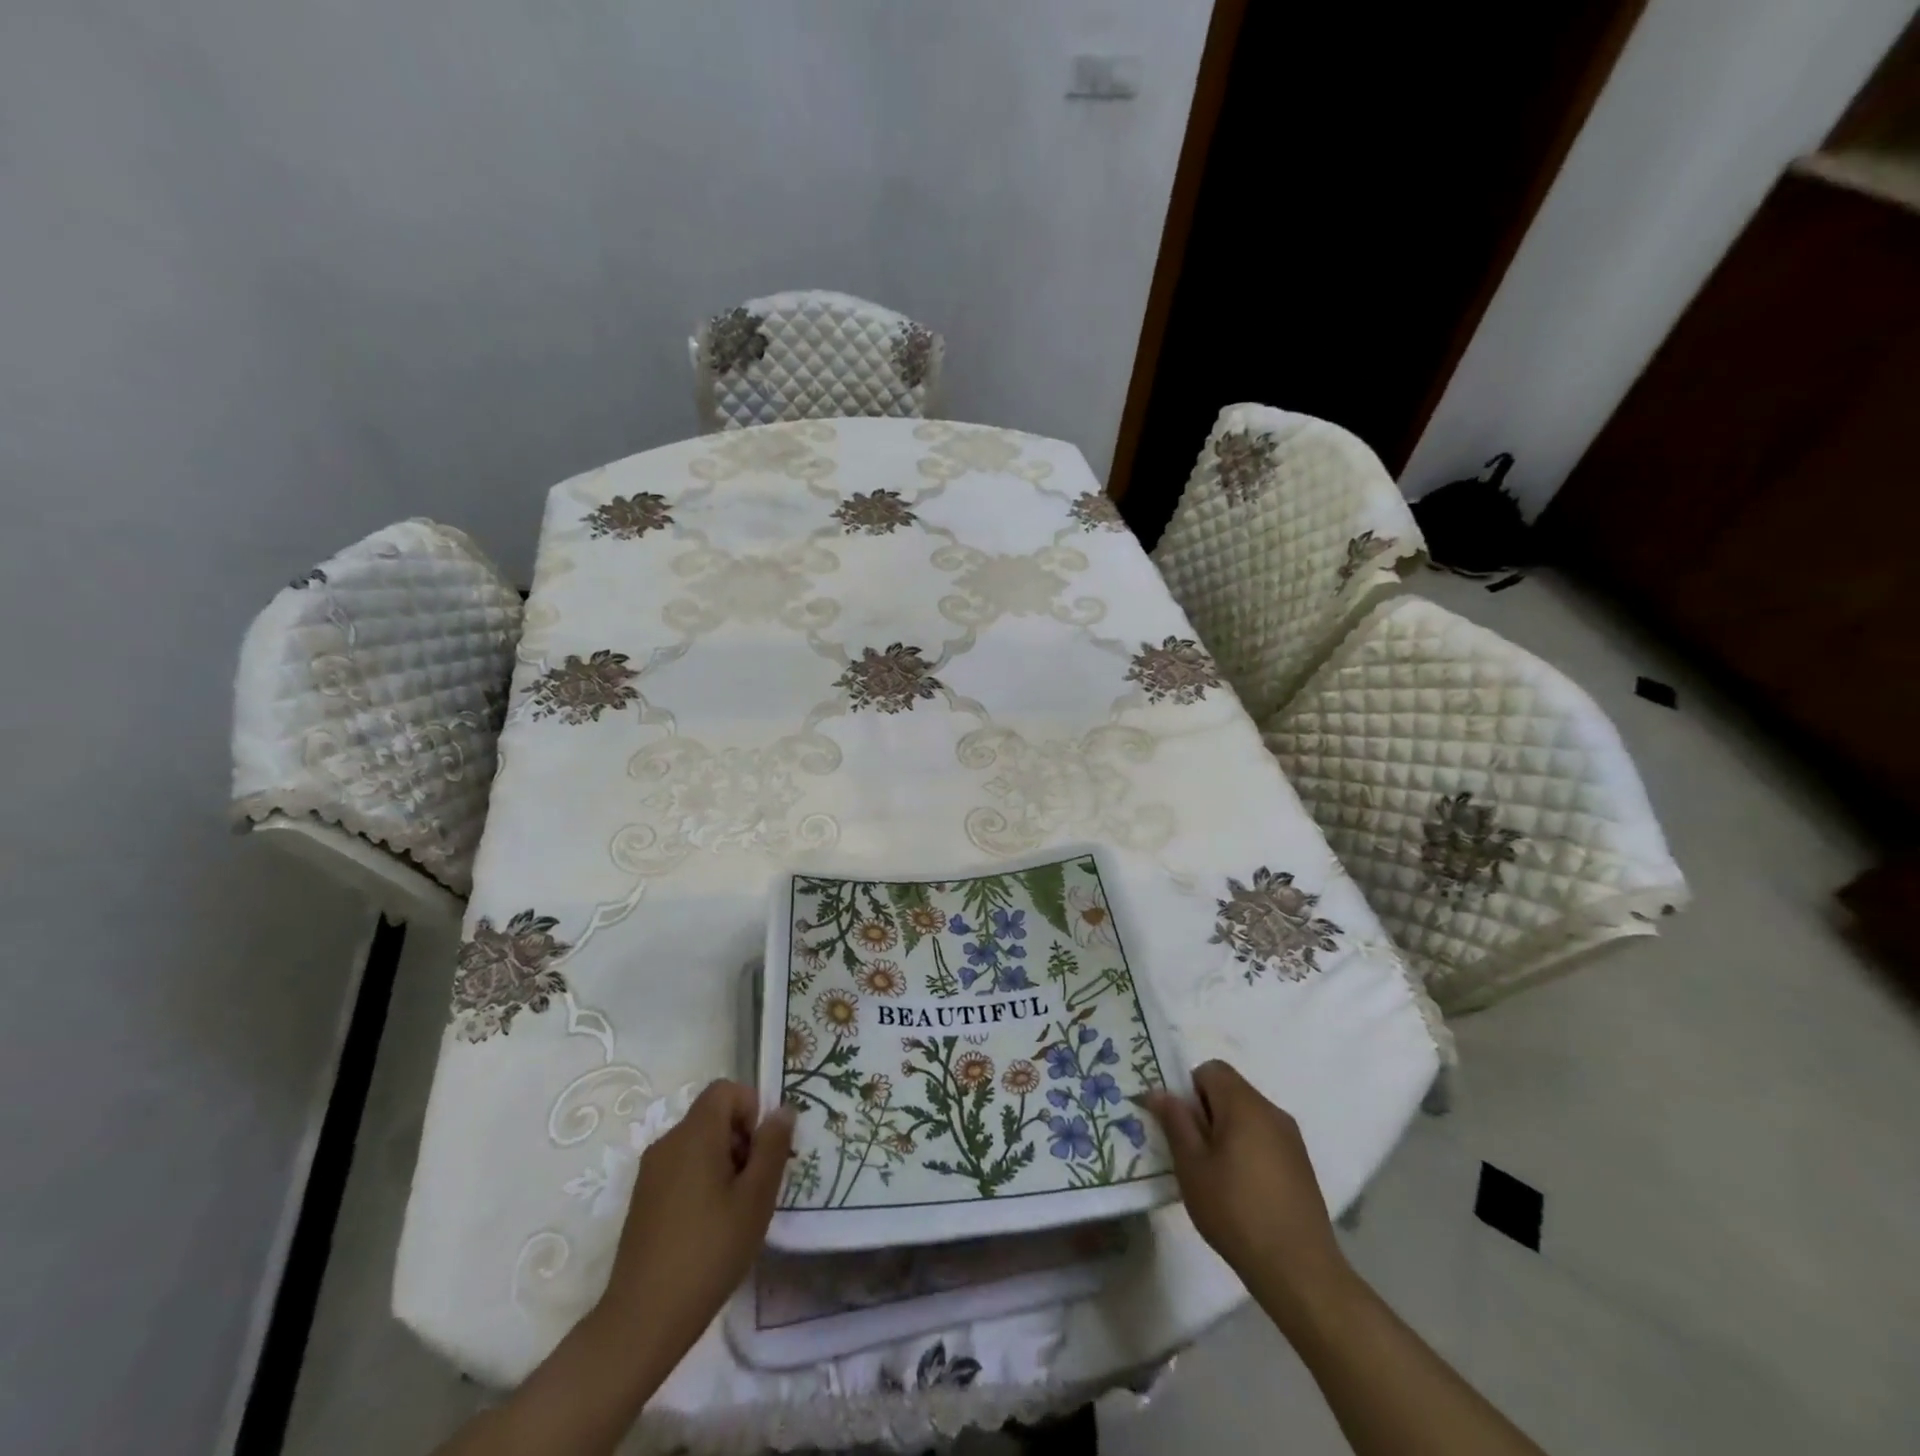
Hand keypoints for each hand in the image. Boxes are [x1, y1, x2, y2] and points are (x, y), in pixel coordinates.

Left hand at [596, 1080, 793, 1364]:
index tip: (761, 1151)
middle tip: (755, 1186)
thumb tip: (782, 1110)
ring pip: (697, 1144)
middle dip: (741, 1139)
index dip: (751, 1108)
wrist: (642, 1321)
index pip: (725, 1090)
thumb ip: (772, 1147)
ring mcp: (651, 1172)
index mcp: (694, 1134)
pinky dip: (702, 1181)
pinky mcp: (643, 1199)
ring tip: (735, 1211)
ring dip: (723, 1162)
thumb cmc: (708, 1252)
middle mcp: (667, 1142)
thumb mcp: (756, 1198)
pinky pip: (681, 1168)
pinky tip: (710, 1227)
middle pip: (712, 1116)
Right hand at [1144, 1061, 1354, 1322]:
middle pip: (1230, 1090)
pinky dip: (1247, 1149)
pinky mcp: (1301, 1164)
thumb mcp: (1192, 1166)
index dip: (1189, 1089)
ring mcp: (1291, 1138)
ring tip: (1215, 1174)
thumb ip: (1175, 1122)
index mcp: (1244, 1104)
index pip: (1211, 1069)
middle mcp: (1271, 1111)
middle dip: (1206, 1112)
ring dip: (1226, 1131)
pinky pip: (1264, 1137)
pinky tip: (1242, 1190)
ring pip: (1247, 1115)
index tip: (1181, 1125)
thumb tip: (1157, 1091)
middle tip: (1192, 1152)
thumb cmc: (1236, 1212)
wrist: (1299, 1270)